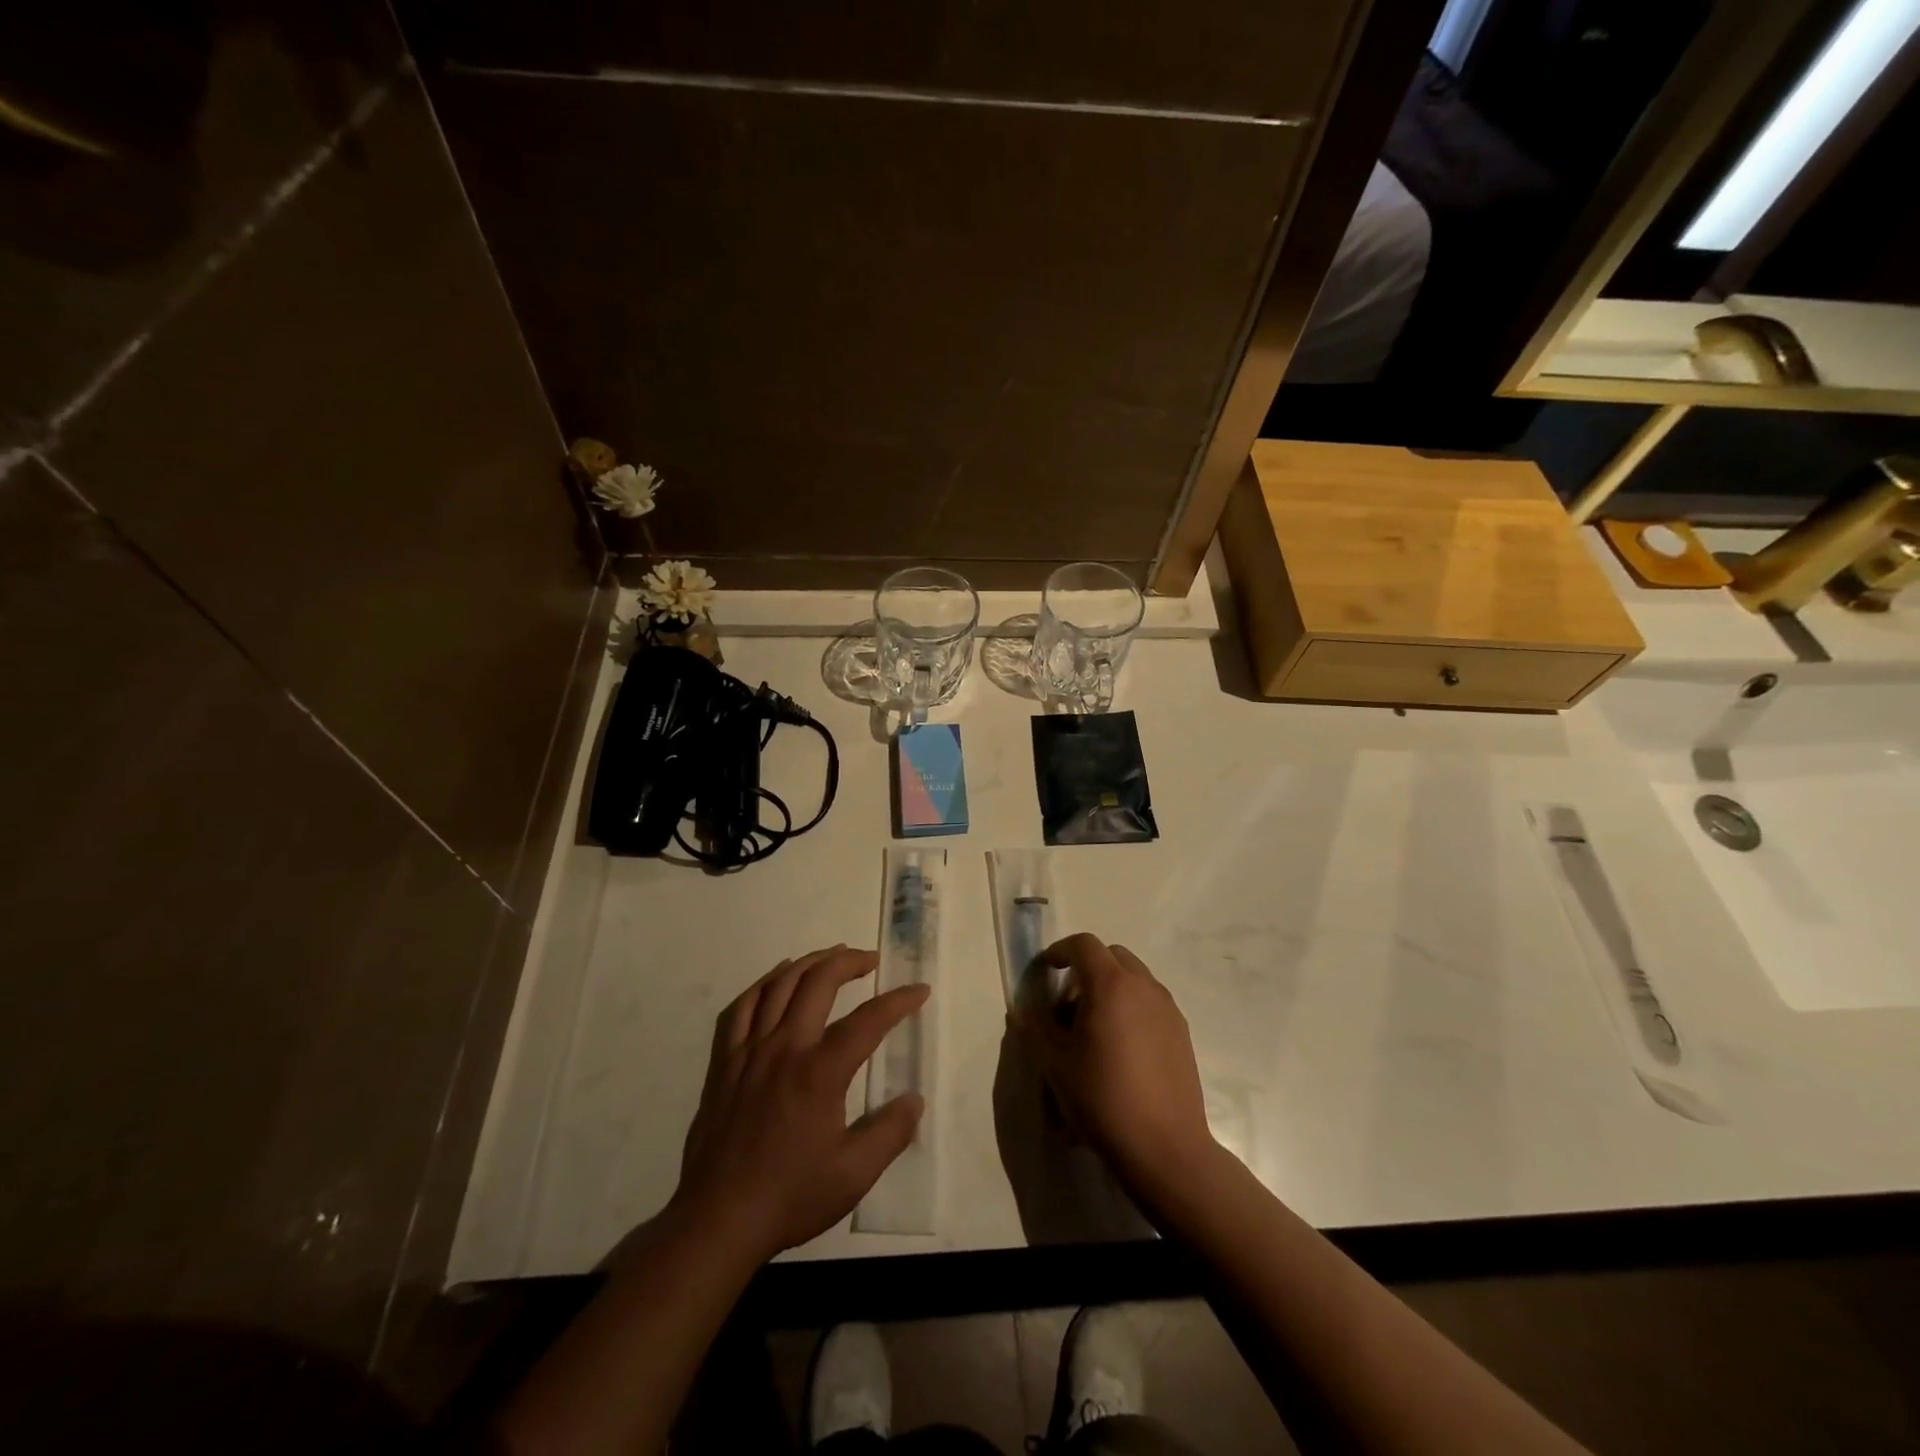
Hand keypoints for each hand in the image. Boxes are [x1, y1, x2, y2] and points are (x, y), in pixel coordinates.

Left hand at [670, 945, 927, 1263]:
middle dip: (850, 962)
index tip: (919, 991)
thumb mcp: (854, 1175)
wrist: (718, 1220)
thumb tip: (914, 1099)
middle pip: (819, 982)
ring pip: (779, 985)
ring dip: (809, 963)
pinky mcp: (724, 1062)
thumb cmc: (790, 1196)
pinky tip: (776, 979)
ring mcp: (749, 1051)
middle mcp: (785, 1048)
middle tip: (870, 960)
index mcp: (820, 1072)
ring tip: (831, 957)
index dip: (898, 1001)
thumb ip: (890, 1132)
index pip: (868, 1020)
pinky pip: (740, 1007)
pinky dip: (762, 984)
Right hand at [1012, 934, 1215, 1197]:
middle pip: (1112, 956)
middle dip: (1086, 968)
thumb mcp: (1055, 1064)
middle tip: (1068, 1005)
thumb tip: (1026, 1008)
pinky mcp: (1182, 1032)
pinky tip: (1121, 1049)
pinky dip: (1131, 1007)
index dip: (1060, 951)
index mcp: (1111, 985)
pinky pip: (1150, 1002)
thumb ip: (1036, 1027)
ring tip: (1094, 1030)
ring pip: (1134, 978)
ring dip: (1110, 988)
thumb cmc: (1102, 1099)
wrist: (1164, 1147)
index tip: (1046, 971)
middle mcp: (1143, 986)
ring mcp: (1167, 1008)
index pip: (1083, 945)